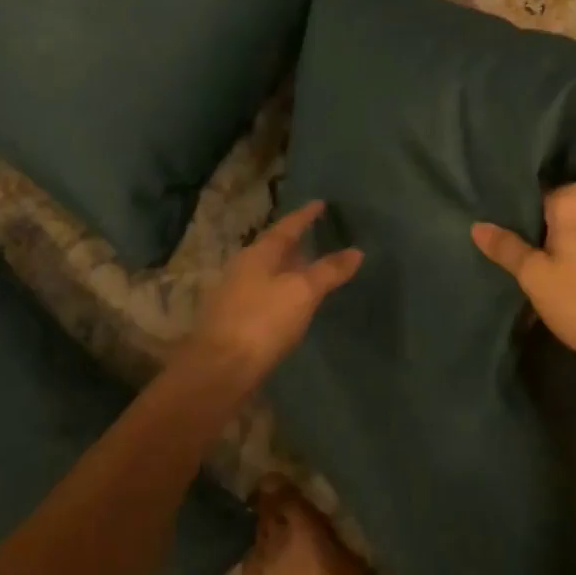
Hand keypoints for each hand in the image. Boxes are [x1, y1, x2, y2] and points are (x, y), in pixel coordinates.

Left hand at [190, 201, 362, 380]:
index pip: (287, 226)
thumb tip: (357, 251)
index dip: (305, 215)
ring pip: (268, 271)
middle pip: (274, 248)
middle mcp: (243, 267)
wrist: (218, 371)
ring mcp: (235, 294)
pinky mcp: (233, 320)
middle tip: (317, 235)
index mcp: (259, 253)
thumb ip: (329, 270)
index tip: (320, 203)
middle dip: (295, 242)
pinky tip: (292, 302)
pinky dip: (282, 290)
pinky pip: (264, 293)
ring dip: (288, 268)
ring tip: (309, 268)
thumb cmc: (262, 322)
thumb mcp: (303, 292)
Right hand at [472, 183, 575, 374]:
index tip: (502, 239)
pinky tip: (569, 274)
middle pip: (556, 210)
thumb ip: (506, 247)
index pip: (533, 197)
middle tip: (516, 256)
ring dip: (561, 243)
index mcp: (575, 196)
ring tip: (538, 266)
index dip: (515, 220)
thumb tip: (478, 226)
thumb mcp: (535, 276)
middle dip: (538, 230)